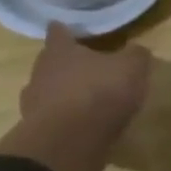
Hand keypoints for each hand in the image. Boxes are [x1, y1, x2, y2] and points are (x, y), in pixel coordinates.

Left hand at [0, 24, 153, 170]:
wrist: (69, 142)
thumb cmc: (99, 92)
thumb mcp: (131, 68)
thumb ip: (135, 55)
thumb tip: (137, 51)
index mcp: (60, 51)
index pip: (58, 32)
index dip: (64, 30)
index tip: (68, 29)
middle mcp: (40, 72)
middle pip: (49, 62)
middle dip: (65, 64)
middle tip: (84, 67)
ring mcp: (33, 104)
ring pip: (47, 91)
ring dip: (62, 94)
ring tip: (84, 100)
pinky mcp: (36, 132)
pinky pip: (52, 118)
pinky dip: (64, 119)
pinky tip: (82, 125)